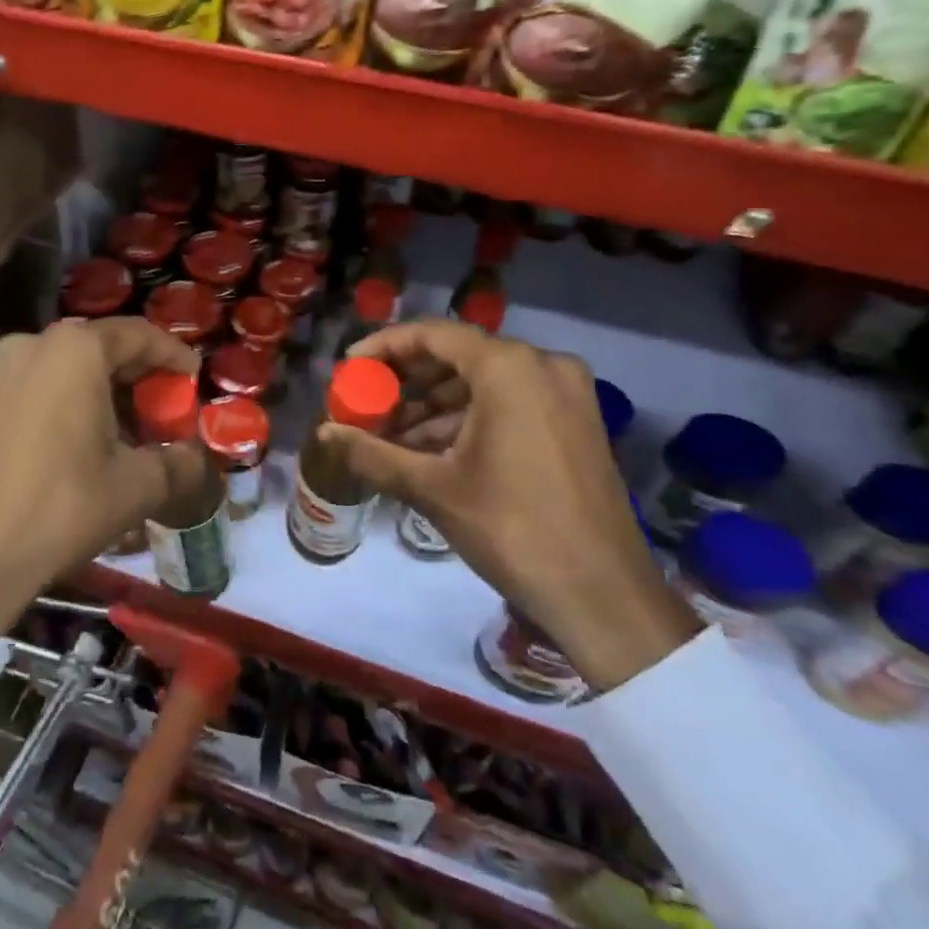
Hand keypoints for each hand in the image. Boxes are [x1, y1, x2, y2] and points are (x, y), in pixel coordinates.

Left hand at [0, 318, 205, 631]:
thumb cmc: (64, 505)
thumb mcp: (137, 485)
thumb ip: (178, 462)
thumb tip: (196, 457)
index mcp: (75, 350)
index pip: (138, 335)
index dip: (173, 354)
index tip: (195, 376)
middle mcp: (35, 344)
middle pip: (103, 346)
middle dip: (140, 374)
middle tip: (169, 404)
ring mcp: (4, 370)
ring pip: (72, 366)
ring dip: (108, 389)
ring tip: (136, 427)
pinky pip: (45, 383)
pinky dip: (76, 399)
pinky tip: (95, 437)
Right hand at [322, 320, 700, 690]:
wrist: (603, 594)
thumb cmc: (512, 529)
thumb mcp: (433, 488)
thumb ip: (372, 452)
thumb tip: (324, 433)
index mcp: (509, 368)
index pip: (433, 334)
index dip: (384, 346)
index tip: (350, 366)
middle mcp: (543, 365)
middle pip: (458, 356)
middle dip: (407, 381)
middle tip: (366, 403)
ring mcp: (566, 393)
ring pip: (483, 382)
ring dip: (434, 406)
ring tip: (390, 436)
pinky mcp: (575, 422)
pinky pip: (510, 403)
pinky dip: (468, 420)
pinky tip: (431, 451)